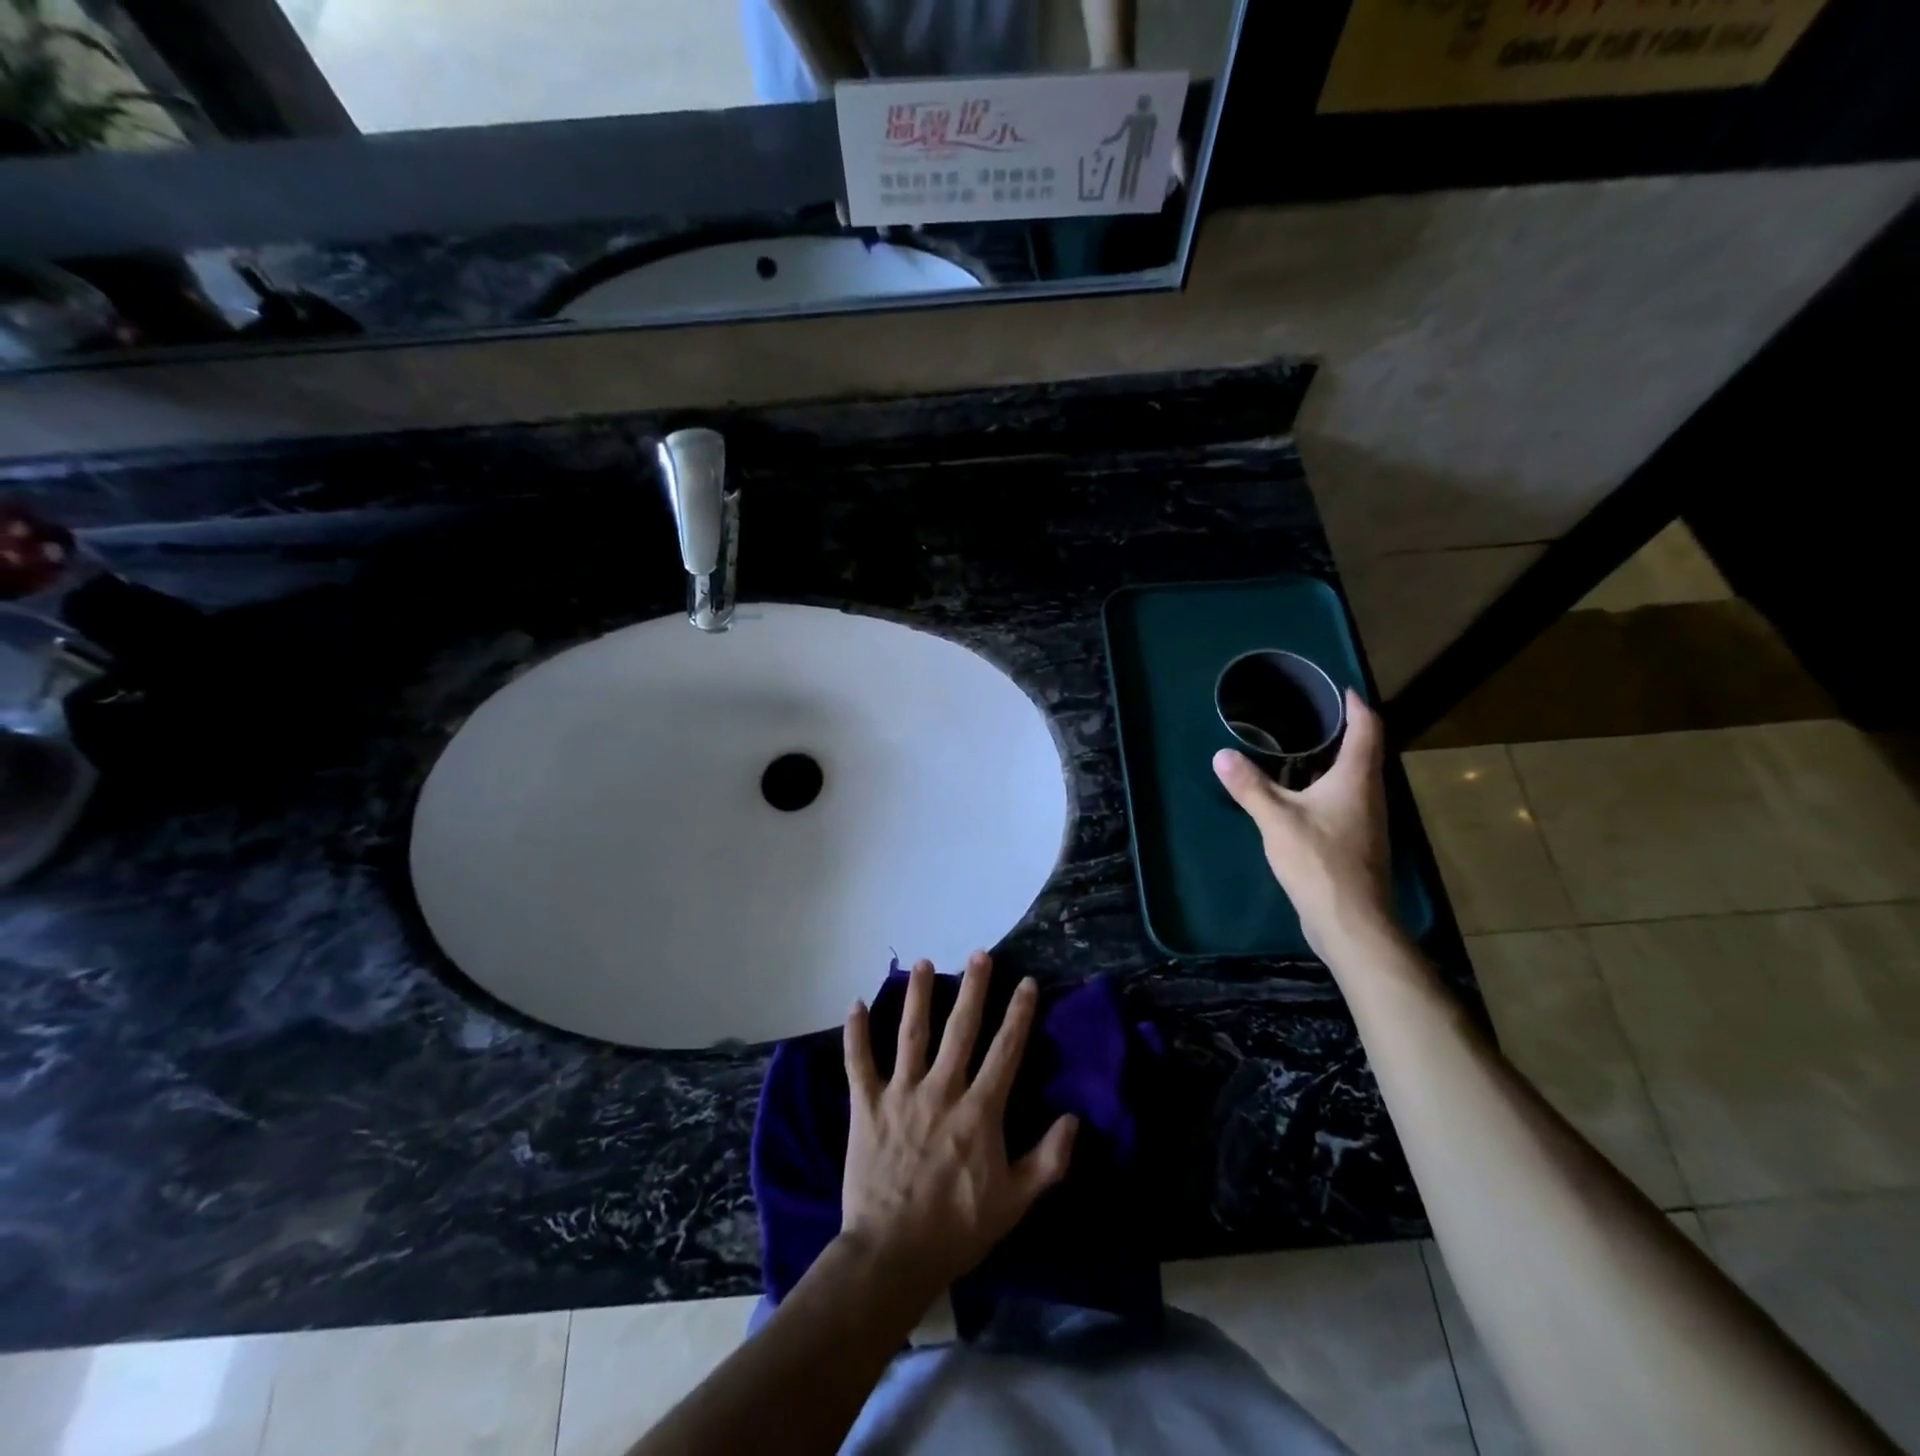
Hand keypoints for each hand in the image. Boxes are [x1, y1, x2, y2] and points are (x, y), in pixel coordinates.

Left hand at [838, 953, 1078, 1305]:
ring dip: (918, 996)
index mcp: (979, 1111)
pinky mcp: (866, 1106)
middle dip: (974, 989)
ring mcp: (900, 1094)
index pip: (1005, 1051)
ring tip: (924, 963)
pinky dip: (855, 1034)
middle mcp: (941, 1090)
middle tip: (980, 954)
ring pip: (910, 1033)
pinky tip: (854, 1004)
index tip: (1027, 983)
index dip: (1019, 1014)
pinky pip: (859, 1063)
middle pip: (960, 1029)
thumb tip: (1074, 1118)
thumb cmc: (958, 1229)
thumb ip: (1048, 1160)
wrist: (892, 1255)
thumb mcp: (1015, 1202)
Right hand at [1213, 688, 1395, 960]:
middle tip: (1310, 714)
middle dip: (1343, 730)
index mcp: (1356, 780)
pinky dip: (1326, 786)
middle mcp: (1369, 794)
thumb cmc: (1319, 861)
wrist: (1350, 921)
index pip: (1367, 729)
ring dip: (1334, 760)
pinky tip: (1300, 794)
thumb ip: (1250, 786)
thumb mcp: (1276, 820)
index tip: (1341, 689)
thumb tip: (1222, 755)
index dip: (1356, 706)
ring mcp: (1366, 820)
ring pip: (1354, 778)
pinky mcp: (1357, 842)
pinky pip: (1345, 800)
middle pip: (1364, 752)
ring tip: (1301, 748)